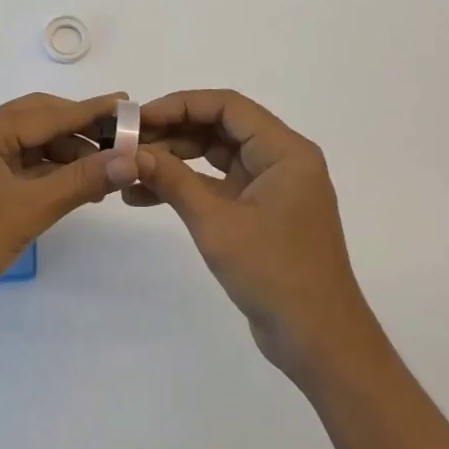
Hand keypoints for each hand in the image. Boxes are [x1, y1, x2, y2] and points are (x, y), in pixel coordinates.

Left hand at [0, 92, 137, 341]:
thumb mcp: (29, 208)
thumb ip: (81, 180)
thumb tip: (130, 159)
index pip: (45, 114)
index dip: (89, 111)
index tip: (127, 105)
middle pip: (36, 125)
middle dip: (79, 133)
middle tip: (122, 138)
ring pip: (29, 151)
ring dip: (66, 159)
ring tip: (107, 169)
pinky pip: (19, 173)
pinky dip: (48, 178)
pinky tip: (77, 188)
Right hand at [128, 89, 382, 379]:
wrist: (320, 344)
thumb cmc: (275, 274)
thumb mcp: (217, 224)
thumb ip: (173, 181)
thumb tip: (131, 152)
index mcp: (285, 150)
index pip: (227, 106)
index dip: (181, 105)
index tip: (140, 119)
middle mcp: (281, 159)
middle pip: (220, 127)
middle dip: (172, 133)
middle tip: (128, 143)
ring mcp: (270, 187)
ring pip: (215, 156)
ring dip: (174, 161)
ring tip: (130, 170)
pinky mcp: (260, 212)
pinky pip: (218, 185)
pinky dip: (186, 188)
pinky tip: (145, 197)